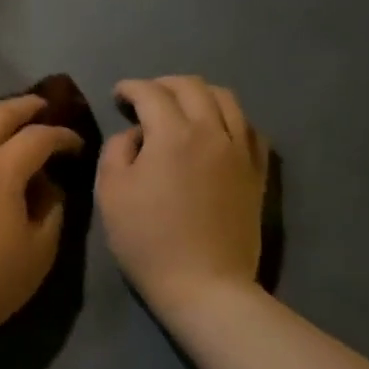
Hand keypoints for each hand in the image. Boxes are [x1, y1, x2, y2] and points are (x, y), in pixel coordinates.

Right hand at [98, 76, 268, 319]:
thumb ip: (117, 150)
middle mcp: (211, 131)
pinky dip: (229, 118)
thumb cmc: (148, 240)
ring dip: (198, 94)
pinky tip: (217, 130)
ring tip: (181, 108)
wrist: (205, 284)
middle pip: (191, 86)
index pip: (150, 92)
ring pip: (225, 99)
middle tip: (144, 99)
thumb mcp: (112, 193)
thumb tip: (136, 134)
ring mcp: (240, 150)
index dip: (130, 88)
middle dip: (163, 85)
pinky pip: (250, 128)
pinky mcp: (256, 171)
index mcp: (172, 134)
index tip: (118, 96)